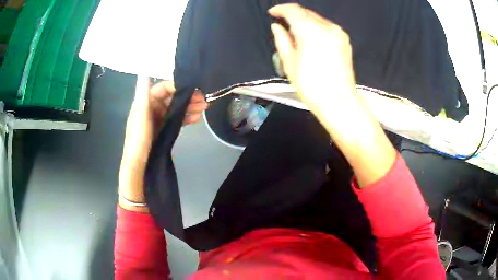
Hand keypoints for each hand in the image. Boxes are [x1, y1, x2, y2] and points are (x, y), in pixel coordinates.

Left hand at [118, 76, 206, 210]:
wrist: (139, 169)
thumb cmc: (138, 142)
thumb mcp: (140, 118)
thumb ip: (143, 95)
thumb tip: (144, 73)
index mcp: (144, 104)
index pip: (161, 88)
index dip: (176, 86)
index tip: (192, 87)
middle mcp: (151, 110)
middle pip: (171, 98)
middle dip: (187, 97)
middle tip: (204, 98)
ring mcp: (158, 121)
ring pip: (175, 109)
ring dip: (189, 107)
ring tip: (205, 108)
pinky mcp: (163, 131)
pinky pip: (176, 120)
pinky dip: (186, 118)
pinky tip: (197, 118)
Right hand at [269, 4, 395, 187]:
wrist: (340, 102)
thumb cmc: (312, 87)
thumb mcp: (290, 64)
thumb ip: (283, 41)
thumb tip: (277, 27)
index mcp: (311, 32)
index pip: (294, 10)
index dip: (281, 9)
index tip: (273, 13)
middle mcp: (327, 27)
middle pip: (306, 13)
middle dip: (293, 15)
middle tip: (283, 26)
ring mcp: (338, 33)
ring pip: (317, 19)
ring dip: (305, 21)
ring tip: (297, 35)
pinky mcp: (344, 40)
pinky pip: (326, 26)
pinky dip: (316, 27)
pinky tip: (311, 39)